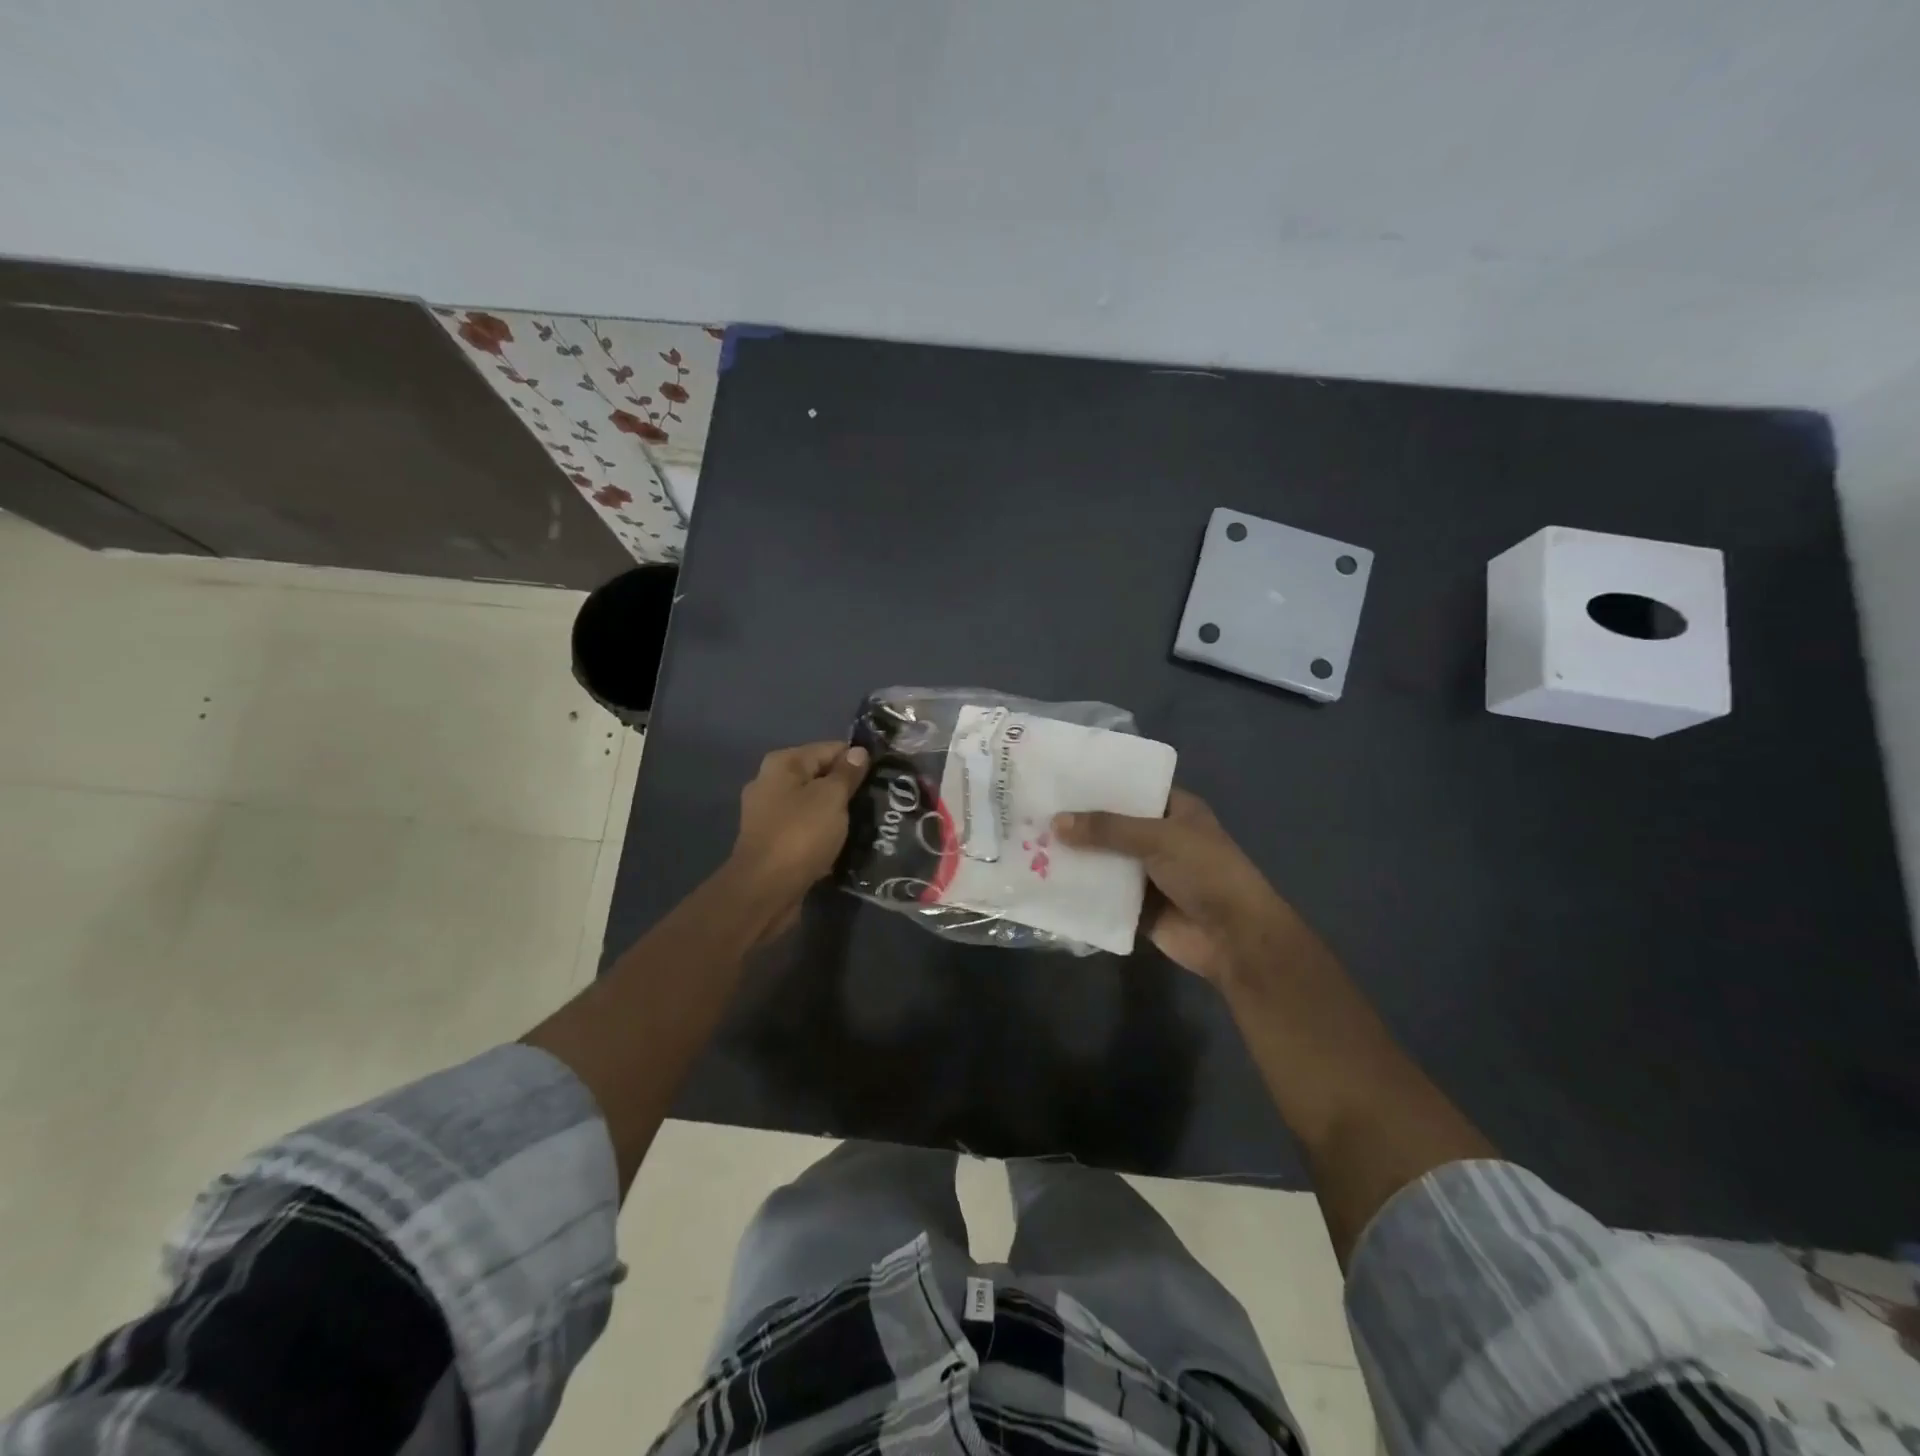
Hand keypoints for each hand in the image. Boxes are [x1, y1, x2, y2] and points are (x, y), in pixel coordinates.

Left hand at [729, 741, 870, 932]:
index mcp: (782, 764)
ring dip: (836, 813)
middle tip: (878, 801)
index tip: (883, 776)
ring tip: (867, 823)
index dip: (858, 760)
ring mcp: (769, 814)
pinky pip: (806, 829)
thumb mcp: (831, 798)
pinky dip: (823, 833)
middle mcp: (770, 783)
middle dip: (847, 788)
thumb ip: (847, 773)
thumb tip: (858, 751)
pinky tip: (843, 843)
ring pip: (813, 805)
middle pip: (820, 776)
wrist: (765, 890)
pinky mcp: (773, 842)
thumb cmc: (800, 834)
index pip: (830, 749)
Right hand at [1053, 788, 1294, 982]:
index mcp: (1175, 811)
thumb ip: (1107, 829)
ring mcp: (1148, 874)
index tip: (1060, 777)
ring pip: (1105, 860)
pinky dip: (1081, 891)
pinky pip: (1103, 895)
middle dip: (1080, 822)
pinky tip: (1044, 882)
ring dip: (1076, 857)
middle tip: (1033, 810)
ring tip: (1029, 843)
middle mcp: (1160, 838)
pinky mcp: (1137, 907)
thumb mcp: (1158, 838)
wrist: (1234, 938)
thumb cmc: (1205, 872)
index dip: (1100, 783)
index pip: (1132, 788)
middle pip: (1113, 825)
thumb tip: (1056, 822)